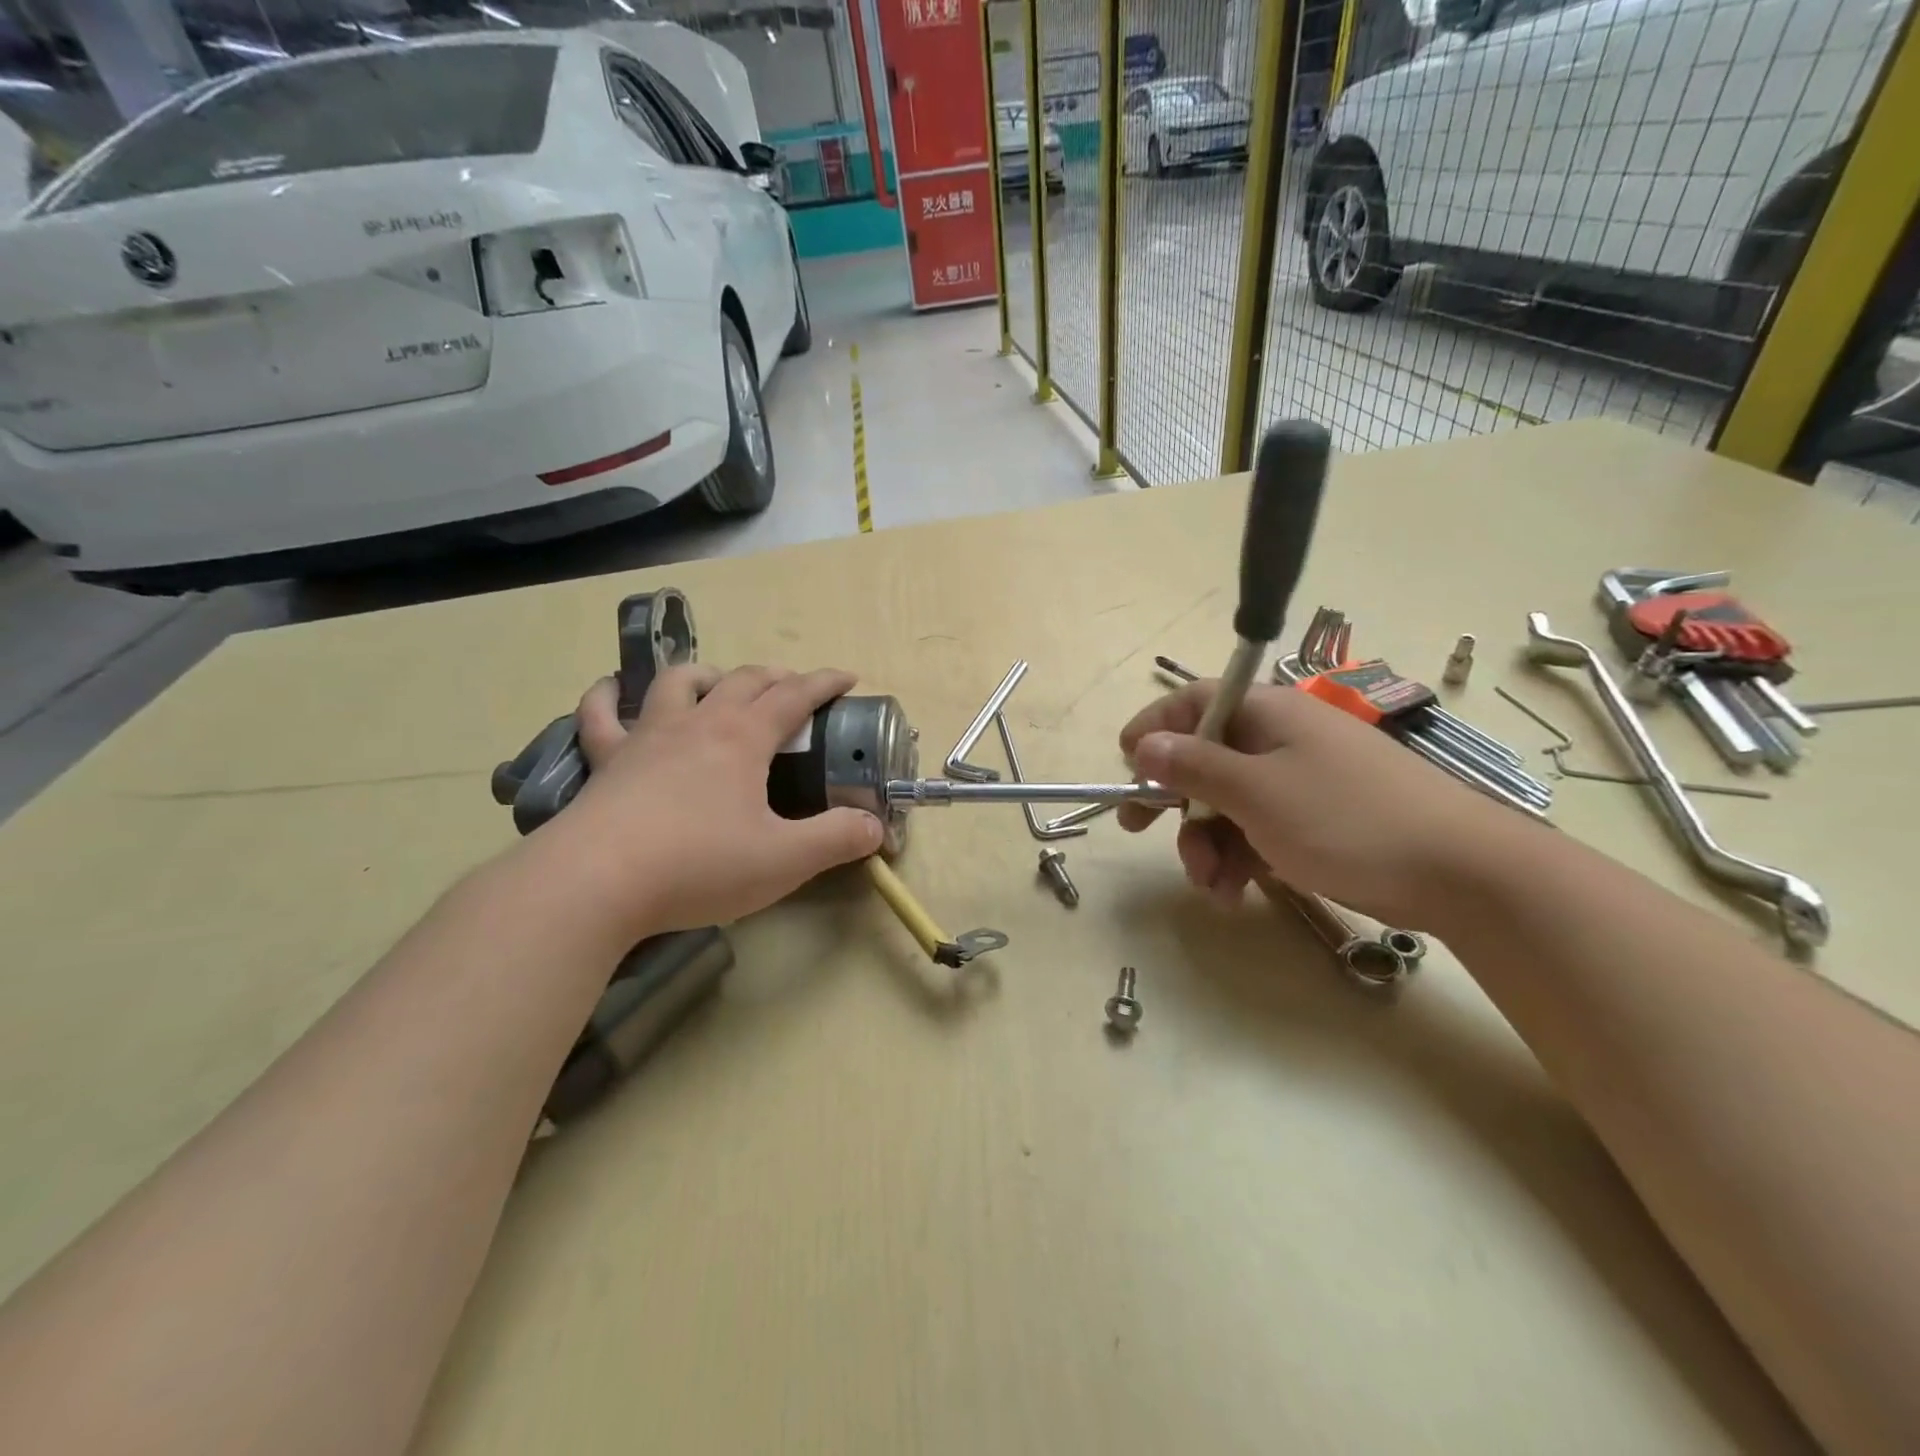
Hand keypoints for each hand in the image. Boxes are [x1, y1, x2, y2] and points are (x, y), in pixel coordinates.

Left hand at [541, 665, 883, 937]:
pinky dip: (607, 696)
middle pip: (742, 681)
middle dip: (775, 677)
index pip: (794, 695)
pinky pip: (600, 715)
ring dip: (706, 675)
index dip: (824, 683)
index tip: (846, 678)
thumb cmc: (698, 865)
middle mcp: (697, 724)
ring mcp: (647, 737)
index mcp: (743, 738)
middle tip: (793, 689)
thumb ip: (836, 839)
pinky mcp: (606, 761)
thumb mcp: (784, 860)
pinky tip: (611, 690)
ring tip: (719, 685)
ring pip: (678, 683)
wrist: (596, 883)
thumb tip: (875, 827)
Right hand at [1117, 680, 1521, 927]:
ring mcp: (1301, 780)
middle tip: (1138, 831)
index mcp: (1267, 714)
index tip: (1125, 766)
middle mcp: (1281, 739)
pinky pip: (1260, 828)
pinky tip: (1236, 894)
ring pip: (1229, 802)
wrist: (1461, 874)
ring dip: (1207, 843)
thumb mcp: (1256, 792)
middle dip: (1174, 802)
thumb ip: (1193, 766)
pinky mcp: (1318, 819)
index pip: (1193, 702)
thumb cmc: (1346, 819)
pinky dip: (1241, 857)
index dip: (1153, 729)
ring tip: (1211, 885)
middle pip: (1205, 759)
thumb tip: (1143, 744)